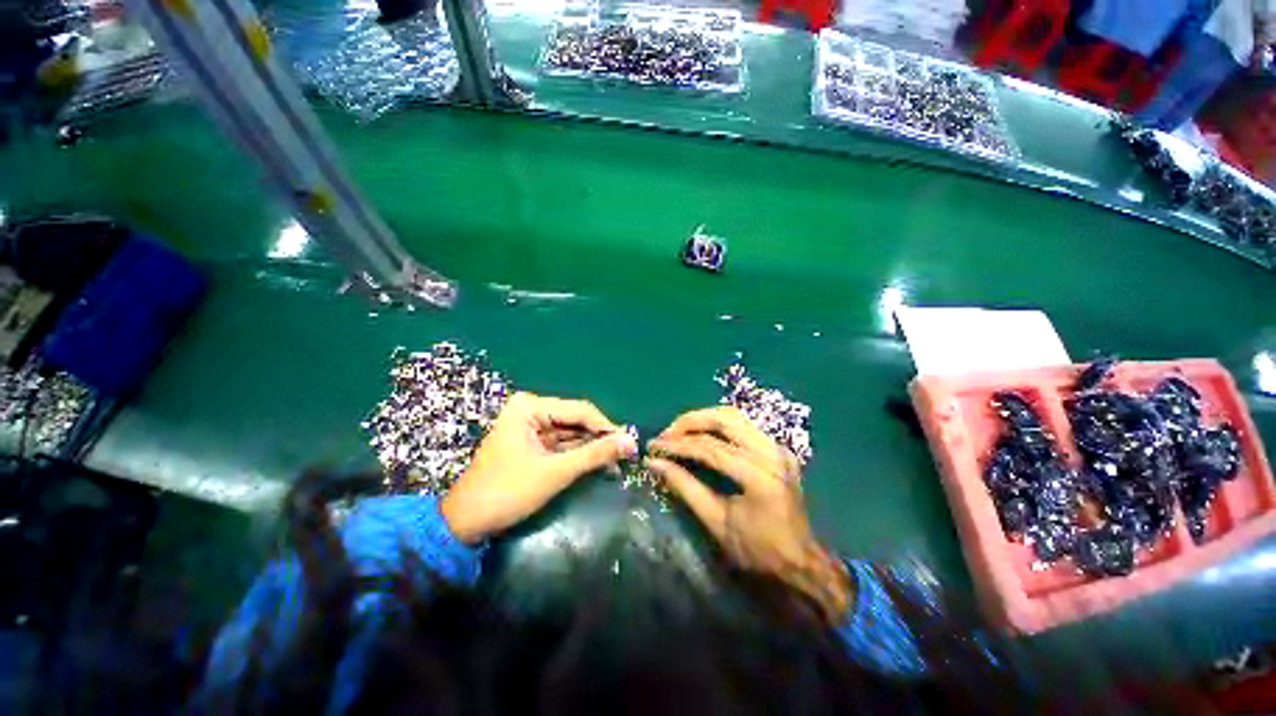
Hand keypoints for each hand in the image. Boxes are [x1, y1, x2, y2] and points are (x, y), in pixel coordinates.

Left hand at [440, 393, 636, 543]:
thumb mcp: (555, 472)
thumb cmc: (507, 492)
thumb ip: (594, 455)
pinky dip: (578, 455)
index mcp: (530, 407)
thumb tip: (630, 442)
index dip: (607, 427)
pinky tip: (599, 465)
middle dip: (599, 439)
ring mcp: (529, 427)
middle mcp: (530, 410)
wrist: (465, 524)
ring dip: (591, 448)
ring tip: (618, 463)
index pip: (580, 410)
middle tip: (626, 455)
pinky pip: (561, 444)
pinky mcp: (530, 443)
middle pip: (575, 420)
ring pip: (571, 433)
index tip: (630, 443)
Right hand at [646, 407, 851, 620]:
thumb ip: (685, 487)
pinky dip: (718, 423)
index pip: (711, 448)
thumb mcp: (716, 522)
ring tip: (679, 430)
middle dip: (690, 421)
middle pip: (725, 419)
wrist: (801, 562)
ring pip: (735, 415)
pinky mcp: (778, 448)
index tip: (653, 447)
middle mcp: (772, 453)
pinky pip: (744, 424)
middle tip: (666, 433)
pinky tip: (702, 432)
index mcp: (759, 476)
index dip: (678, 445)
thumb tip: (654, 464)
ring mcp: (778, 447)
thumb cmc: (757, 551)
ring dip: (703, 418)